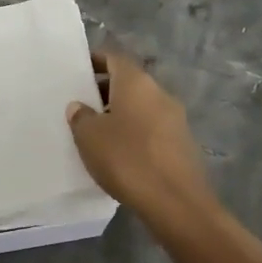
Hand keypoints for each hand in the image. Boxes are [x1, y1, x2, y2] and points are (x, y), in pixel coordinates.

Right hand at [66, 52, 212, 218]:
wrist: (177, 204)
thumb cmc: (127, 159)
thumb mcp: (89, 137)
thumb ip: (81, 116)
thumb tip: (80, 106)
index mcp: (136, 82)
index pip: (114, 58)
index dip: (95, 61)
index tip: (78, 71)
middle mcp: (159, 93)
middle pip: (129, 82)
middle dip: (106, 91)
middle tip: (83, 106)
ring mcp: (176, 119)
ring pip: (142, 106)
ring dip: (121, 114)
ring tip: (98, 133)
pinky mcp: (183, 144)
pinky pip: (153, 128)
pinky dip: (136, 133)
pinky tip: (122, 154)